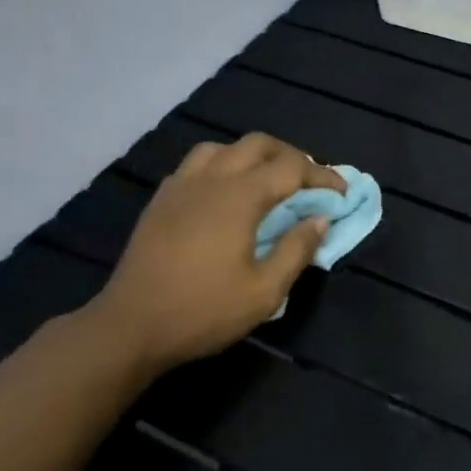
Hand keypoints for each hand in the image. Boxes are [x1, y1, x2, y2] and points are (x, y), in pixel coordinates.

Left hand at [85, 133, 346, 376]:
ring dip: (253, 156)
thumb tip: (319, 220)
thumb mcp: (264, 291)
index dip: (322, 176)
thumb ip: (296, 250)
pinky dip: (222, 166)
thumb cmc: (202, 310)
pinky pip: (196, 164)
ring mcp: (181, 185)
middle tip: (308, 182)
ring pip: (223, 147)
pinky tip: (224, 193)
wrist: (129, 326)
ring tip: (267, 181)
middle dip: (291, 156)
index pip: (292, 168)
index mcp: (240, 196)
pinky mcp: (161, 200)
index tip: (341, 193)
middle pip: (258, 144)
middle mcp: (211, 179)